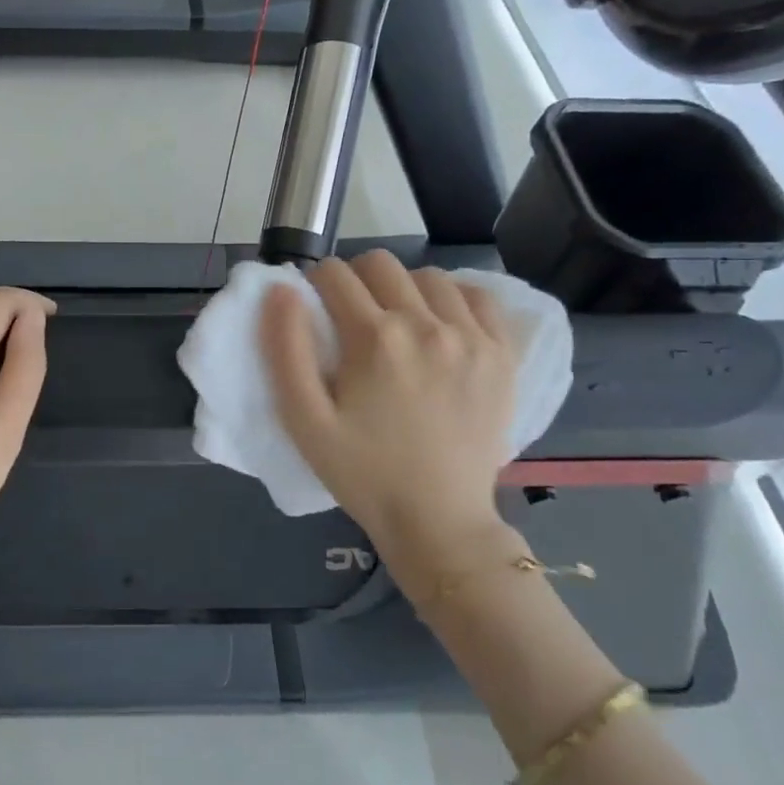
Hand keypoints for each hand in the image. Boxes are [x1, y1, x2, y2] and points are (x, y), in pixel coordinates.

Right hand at [261, 252, 518, 576]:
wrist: (438, 521)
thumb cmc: (361, 473)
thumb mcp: (304, 420)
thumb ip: (285, 349)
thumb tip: (281, 289)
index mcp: (374, 338)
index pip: (334, 274)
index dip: (314, 284)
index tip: (314, 309)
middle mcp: (426, 324)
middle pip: (381, 264)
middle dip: (354, 278)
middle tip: (349, 316)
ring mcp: (472, 337)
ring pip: (429, 276)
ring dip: (403, 287)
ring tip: (395, 321)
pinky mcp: (502, 354)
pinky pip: (480, 297)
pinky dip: (454, 297)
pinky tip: (441, 322)